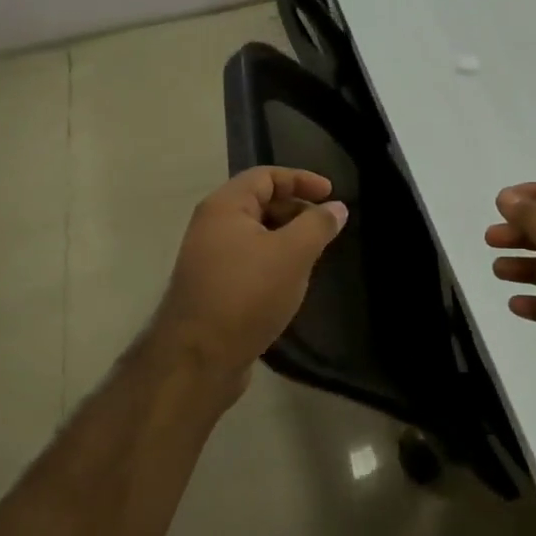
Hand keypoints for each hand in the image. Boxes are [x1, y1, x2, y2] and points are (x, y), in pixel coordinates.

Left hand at [147, 168, 347, 411]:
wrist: (198, 359)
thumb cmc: (247, 294)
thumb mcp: (292, 254)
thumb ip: (318, 225)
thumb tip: (337, 208)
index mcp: (224, 207)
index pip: (266, 176)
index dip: (301, 180)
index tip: (332, 195)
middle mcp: (211, 226)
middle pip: (260, 202)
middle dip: (297, 210)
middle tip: (327, 228)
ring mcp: (209, 258)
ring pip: (256, 235)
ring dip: (288, 238)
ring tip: (315, 255)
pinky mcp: (214, 287)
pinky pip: (250, 260)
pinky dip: (274, 261)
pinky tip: (292, 281)